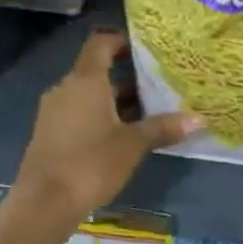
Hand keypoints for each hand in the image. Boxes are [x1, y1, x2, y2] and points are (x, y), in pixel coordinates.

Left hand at [15, 31, 198, 218]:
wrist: (44, 202)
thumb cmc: (91, 163)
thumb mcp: (133, 145)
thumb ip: (163, 128)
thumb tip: (198, 120)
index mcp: (86, 80)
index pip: (100, 43)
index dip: (121, 41)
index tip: (145, 50)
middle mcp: (66, 88)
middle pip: (96, 70)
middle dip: (126, 75)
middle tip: (157, 83)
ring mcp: (54, 111)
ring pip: (88, 94)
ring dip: (114, 99)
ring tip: (146, 111)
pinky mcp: (49, 133)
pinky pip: (78, 112)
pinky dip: (99, 115)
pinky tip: (121, 134)